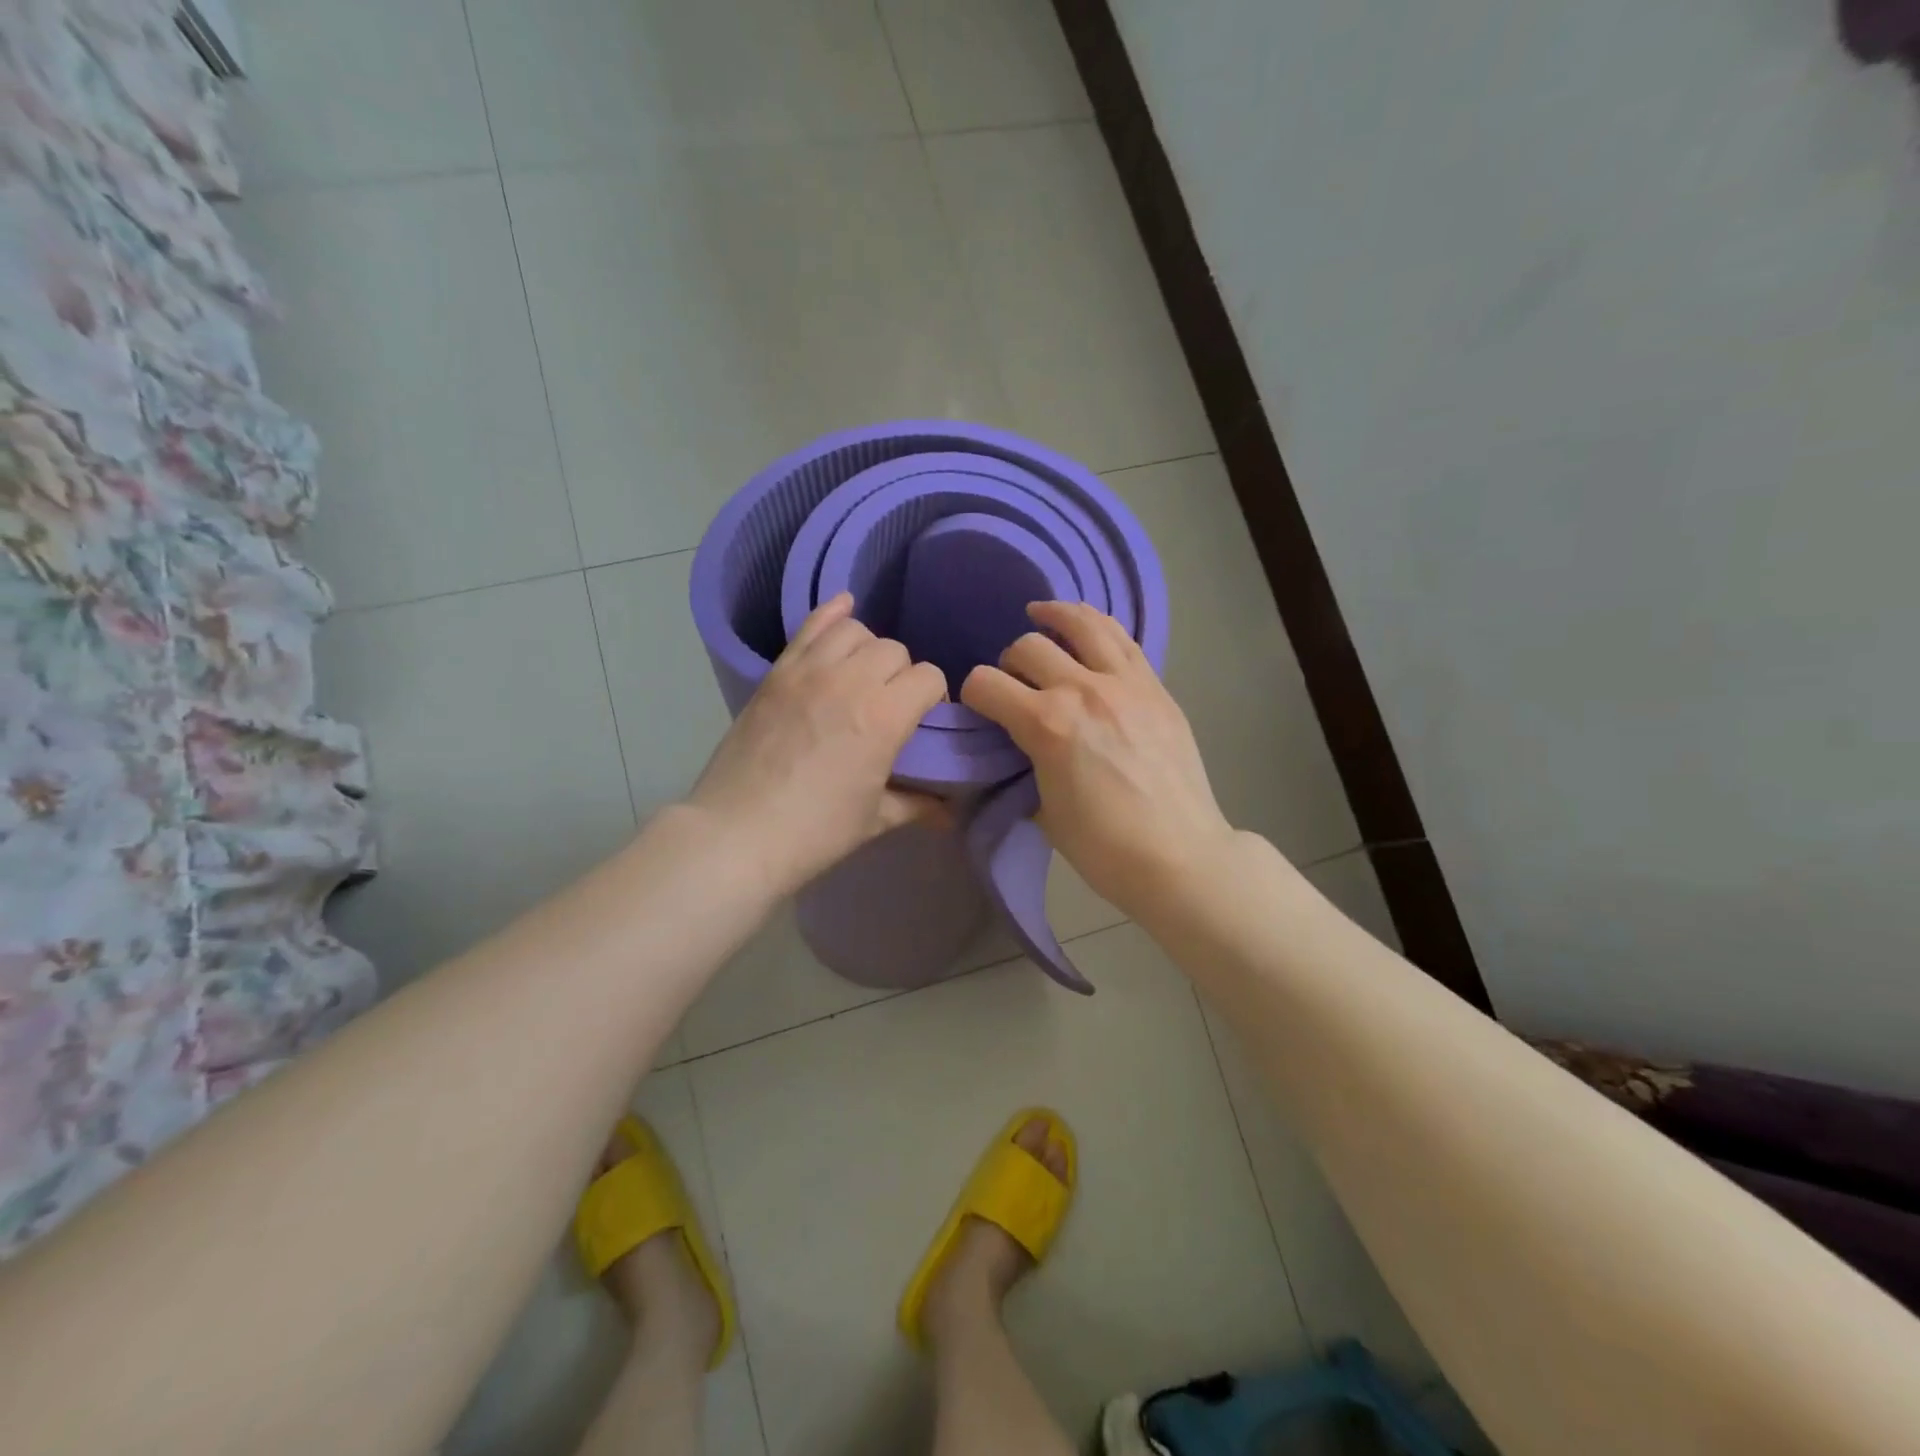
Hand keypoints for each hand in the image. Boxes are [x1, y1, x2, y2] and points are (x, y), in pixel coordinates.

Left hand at [686, 593, 947, 897]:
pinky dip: (831, 614)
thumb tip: (949, 811)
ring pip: (856, 630)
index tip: (924, 721)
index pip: (929, 677)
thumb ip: (918, 804)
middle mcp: (850, 681)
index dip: (934, 697)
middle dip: (903, 675)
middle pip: (895, 651)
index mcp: (884, 717)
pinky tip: (843, 611)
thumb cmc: (814, 832)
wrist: (738, 833)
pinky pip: (810, 625)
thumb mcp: (875, 820)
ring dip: (869, 649)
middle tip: (890, 706)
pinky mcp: (777, 672)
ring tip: (862, 676)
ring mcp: (808, 671)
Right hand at [961, 601, 1237, 916]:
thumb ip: (1028, 766)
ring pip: (1082, 623)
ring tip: (1041, 613)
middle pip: (1028, 647)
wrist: (1179, 856)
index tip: (977, 706)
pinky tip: (1088, 627)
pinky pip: (1123, 639)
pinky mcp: (1156, 687)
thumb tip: (1025, 748)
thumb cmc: (1103, 847)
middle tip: (1015, 682)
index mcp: (1047, 725)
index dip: (972, 693)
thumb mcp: (1044, 811)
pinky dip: (1097, 625)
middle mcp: (1083, 690)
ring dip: (1054, 616)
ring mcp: (1126, 683)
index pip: (986, 684)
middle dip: (1009, 662)